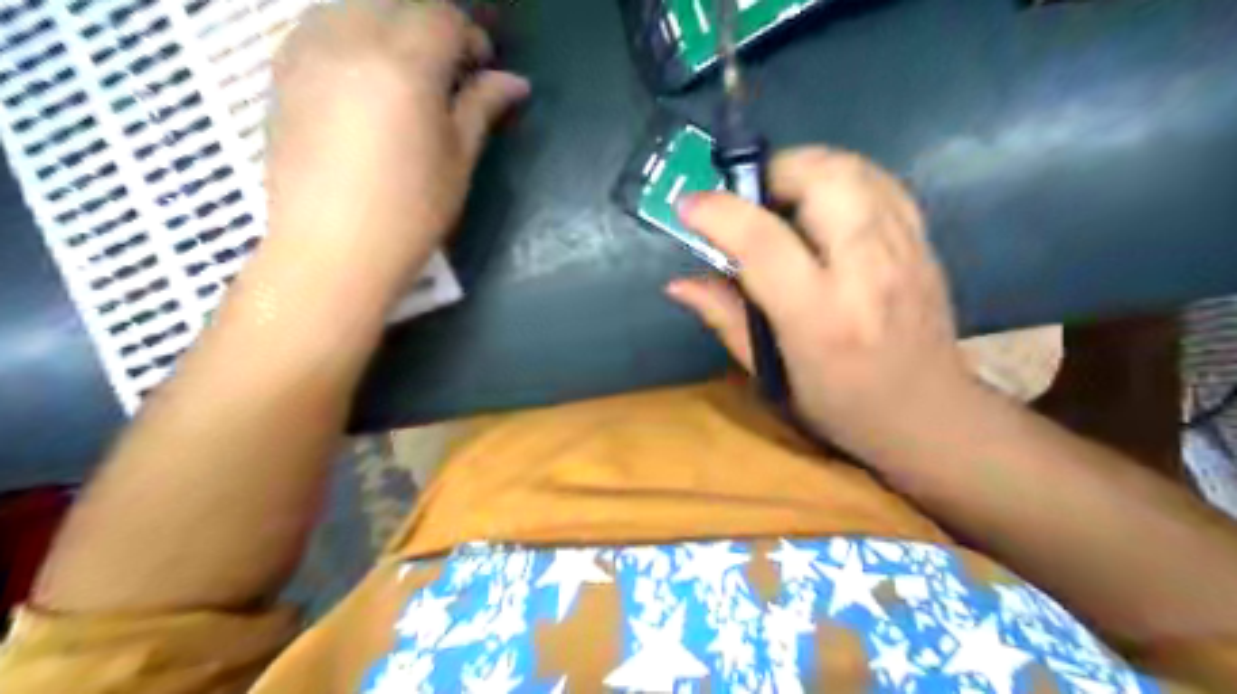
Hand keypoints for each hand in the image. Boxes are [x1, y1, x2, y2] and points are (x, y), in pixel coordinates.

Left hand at [266, 1, 524, 290]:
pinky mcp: (282, 73)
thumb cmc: (410, 212)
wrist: (331, 250)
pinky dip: (348, 32)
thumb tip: (515, 82)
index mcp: (403, 65)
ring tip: (404, 67)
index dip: (470, 36)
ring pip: (351, 6)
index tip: (483, 68)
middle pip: (396, 3)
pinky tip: (362, 74)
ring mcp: (307, 52)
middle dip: (430, 24)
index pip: (442, 18)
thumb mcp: (458, 161)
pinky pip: (317, 26)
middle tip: (448, 67)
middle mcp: (349, 40)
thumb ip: (480, 108)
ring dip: (386, 22)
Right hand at [674, 146, 971, 451]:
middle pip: (822, 179)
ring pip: (853, 168)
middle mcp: (867, 271)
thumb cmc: (841, 406)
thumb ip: (725, 319)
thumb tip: (677, 283)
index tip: (688, 204)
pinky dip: (839, 175)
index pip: (763, 241)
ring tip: (778, 196)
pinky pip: (879, 180)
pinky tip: (821, 202)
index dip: (718, 212)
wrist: (930, 414)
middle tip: (744, 198)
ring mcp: (904, 248)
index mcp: (820, 316)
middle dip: (771, 171)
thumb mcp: (771, 376)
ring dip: (804, 167)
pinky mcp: (923, 239)